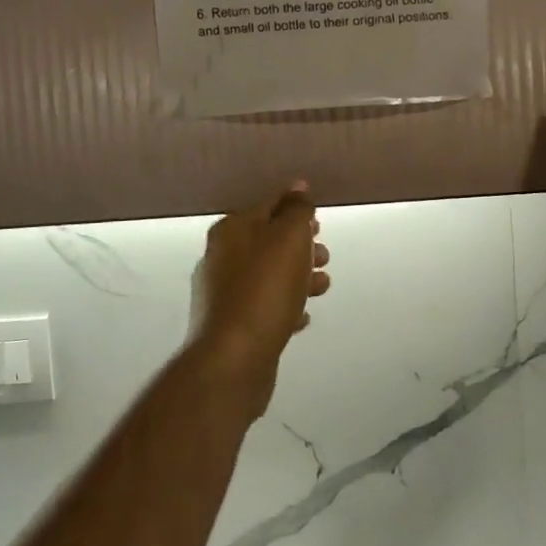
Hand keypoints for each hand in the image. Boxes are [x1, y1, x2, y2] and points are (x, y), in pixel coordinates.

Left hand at [189, 181, 329, 407]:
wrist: (234, 358)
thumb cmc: (265, 289)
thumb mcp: (288, 238)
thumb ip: (296, 210)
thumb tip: (298, 187)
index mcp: (231, 231)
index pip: (267, 207)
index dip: (295, 211)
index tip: (320, 223)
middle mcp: (220, 258)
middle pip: (267, 243)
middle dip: (300, 248)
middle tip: (324, 257)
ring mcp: (222, 295)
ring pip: (267, 276)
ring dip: (297, 278)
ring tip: (322, 288)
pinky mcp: (230, 328)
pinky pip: (263, 308)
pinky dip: (284, 307)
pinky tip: (302, 317)